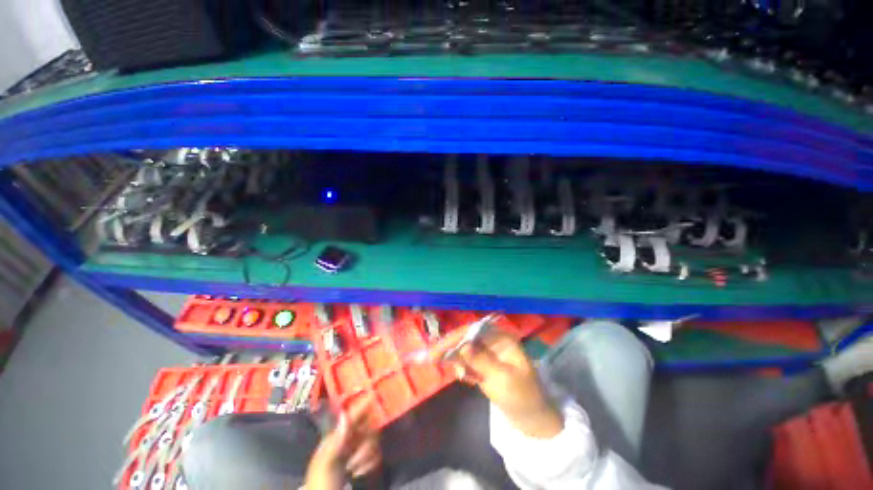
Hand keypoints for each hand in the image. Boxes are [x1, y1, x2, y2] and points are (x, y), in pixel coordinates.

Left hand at [304, 399, 382, 489]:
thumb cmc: (322, 483)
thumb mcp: (325, 464)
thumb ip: (335, 440)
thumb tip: (344, 413)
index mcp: (336, 437)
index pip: (352, 416)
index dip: (362, 406)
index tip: (374, 395)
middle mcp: (349, 440)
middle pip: (367, 426)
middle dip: (366, 440)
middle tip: (356, 455)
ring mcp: (357, 450)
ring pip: (374, 439)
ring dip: (367, 455)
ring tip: (353, 469)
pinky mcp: (366, 462)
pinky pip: (377, 453)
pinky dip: (371, 463)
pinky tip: (359, 473)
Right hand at [432, 327, 563, 438]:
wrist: (531, 418)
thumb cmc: (522, 396)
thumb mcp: (503, 379)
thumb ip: (482, 361)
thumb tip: (462, 346)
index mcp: (501, 339)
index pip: (474, 331)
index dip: (456, 337)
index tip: (440, 347)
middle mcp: (493, 342)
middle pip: (466, 338)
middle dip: (450, 346)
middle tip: (430, 356)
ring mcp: (487, 354)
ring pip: (464, 349)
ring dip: (453, 356)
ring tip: (437, 362)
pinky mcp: (483, 365)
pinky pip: (467, 361)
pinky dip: (461, 367)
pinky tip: (460, 375)